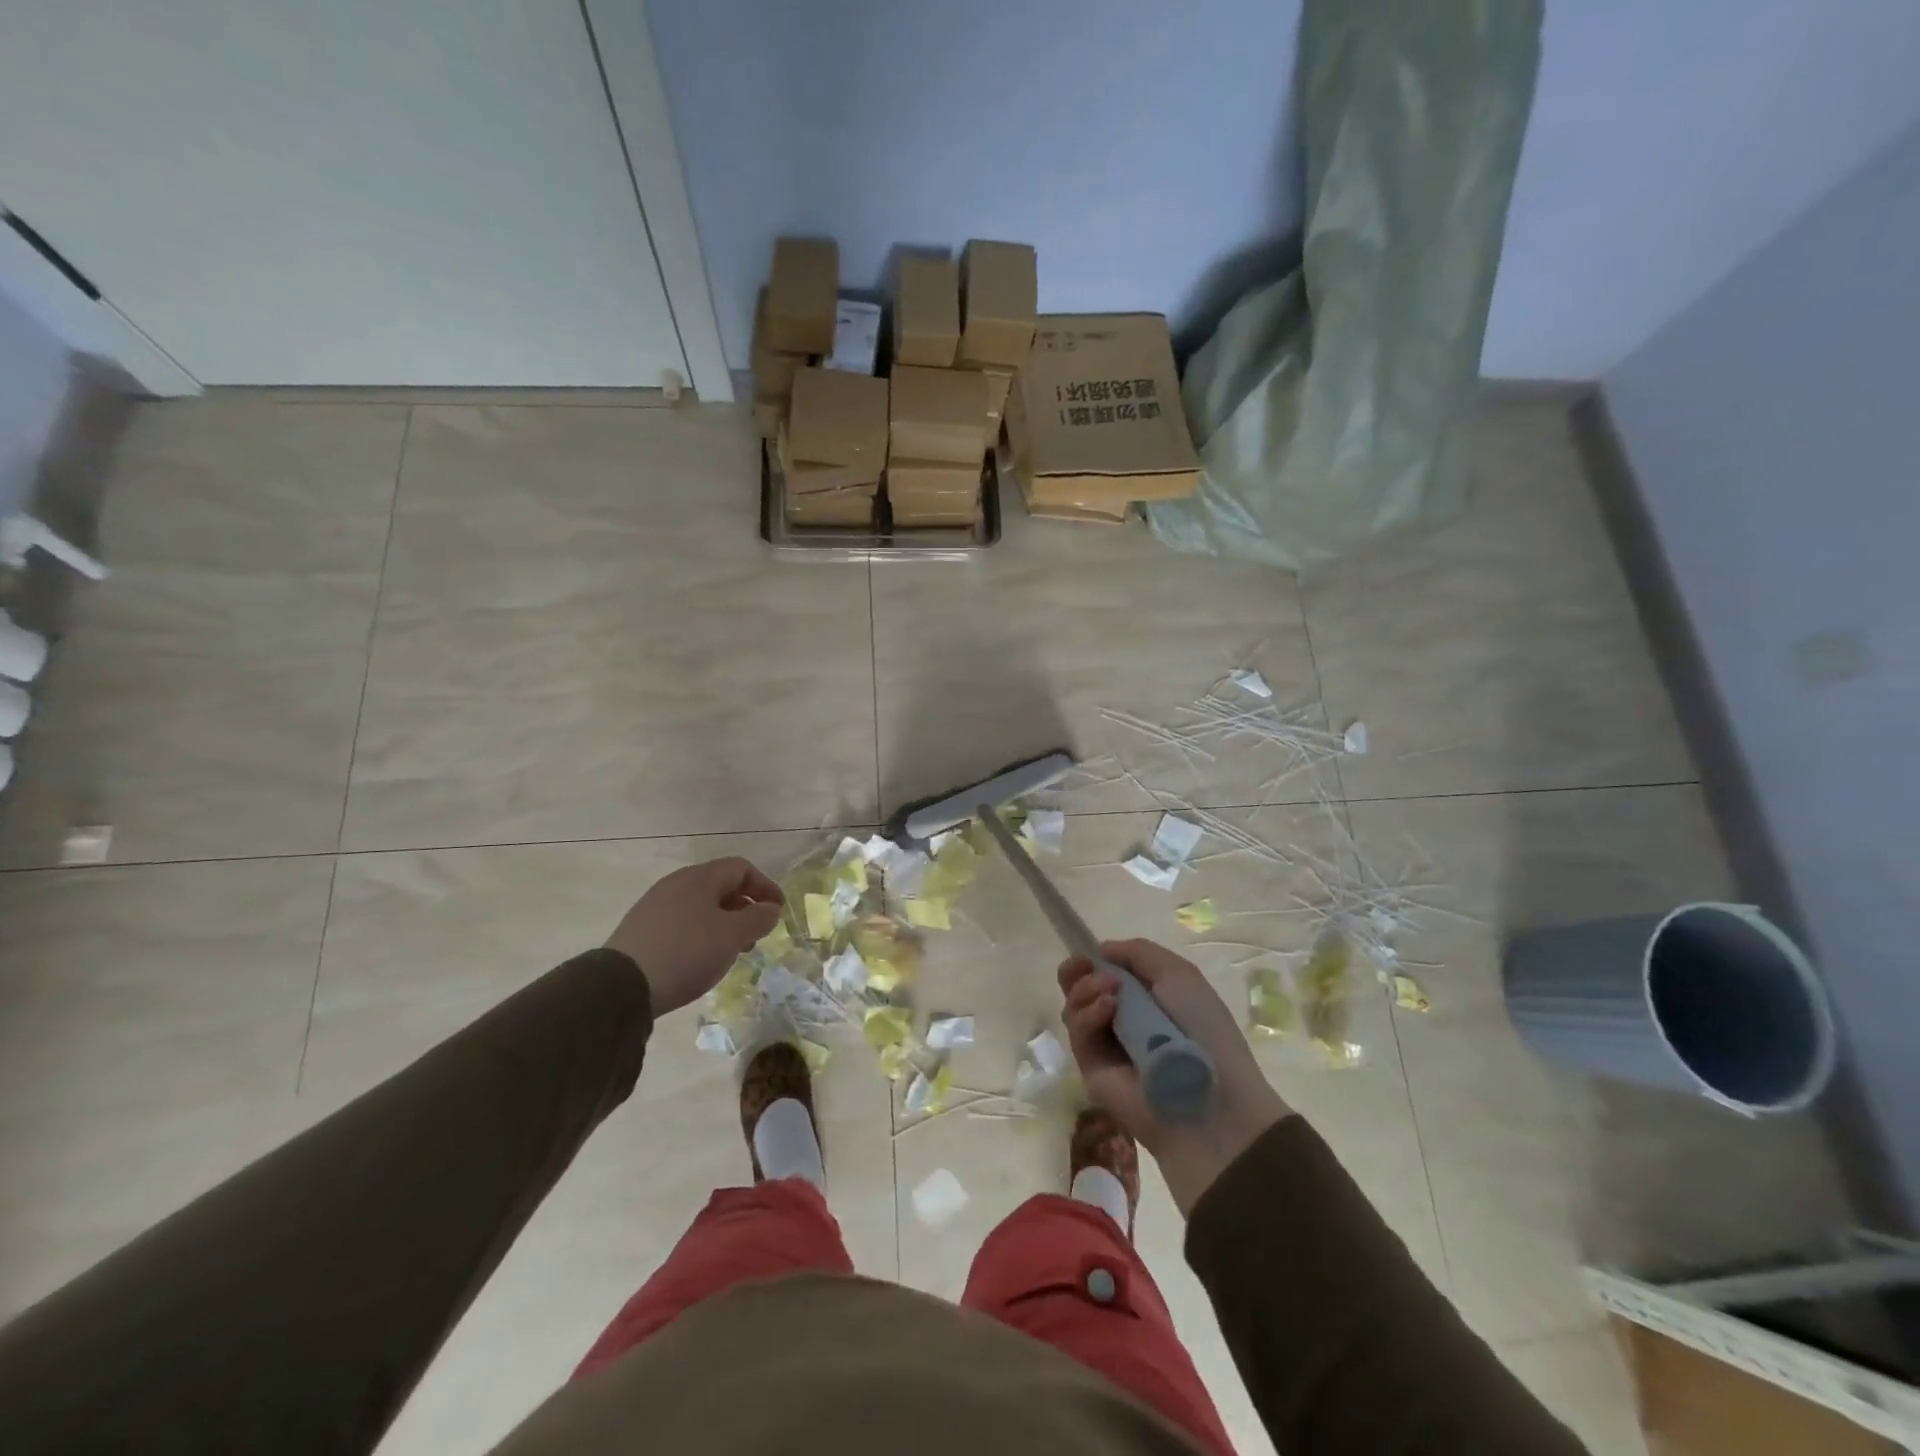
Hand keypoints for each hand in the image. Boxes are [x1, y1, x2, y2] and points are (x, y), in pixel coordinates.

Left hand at [607, 858, 783, 1016]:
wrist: (620, 986)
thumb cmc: (687, 952)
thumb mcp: (732, 936)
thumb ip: (758, 918)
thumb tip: (770, 908)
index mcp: (700, 877)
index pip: (740, 868)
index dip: (764, 885)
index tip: (777, 910)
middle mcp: (676, 883)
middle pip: (720, 886)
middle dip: (744, 907)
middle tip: (756, 934)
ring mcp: (655, 905)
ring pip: (700, 906)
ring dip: (723, 923)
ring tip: (731, 951)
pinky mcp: (641, 929)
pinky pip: (682, 922)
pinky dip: (701, 934)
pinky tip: (701, 959)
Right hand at [1059, 939, 1291, 1214]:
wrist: (1211, 1097)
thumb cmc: (1203, 1029)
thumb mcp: (1179, 975)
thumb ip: (1138, 952)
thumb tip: (1101, 951)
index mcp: (1145, 998)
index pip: (1105, 974)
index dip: (1092, 960)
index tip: (1088, 953)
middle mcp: (1122, 1020)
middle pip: (1080, 989)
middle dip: (1076, 973)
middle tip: (1082, 966)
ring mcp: (1105, 1046)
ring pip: (1074, 1008)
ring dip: (1085, 990)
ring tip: (1110, 992)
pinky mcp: (1092, 1069)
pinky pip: (1079, 1034)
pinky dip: (1088, 1015)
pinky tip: (1108, 1009)